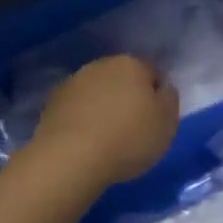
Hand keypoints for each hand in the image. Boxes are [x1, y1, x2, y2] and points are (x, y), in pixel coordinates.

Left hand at [28, 55, 178, 187]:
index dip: (155, 96)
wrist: (71, 157)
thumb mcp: (167, 123)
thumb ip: (169, 99)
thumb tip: (163, 88)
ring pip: (97, 91)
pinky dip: (82, 118)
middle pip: (122, 78)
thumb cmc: (128, 139)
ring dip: (102, 106)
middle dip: (127, 97)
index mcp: (132, 64)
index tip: (154, 120)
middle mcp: (101, 65)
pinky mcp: (52, 102)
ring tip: (106, 137)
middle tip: (131, 128)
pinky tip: (85, 140)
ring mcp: (73, 82)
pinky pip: (76, 107)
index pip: (151, 73)